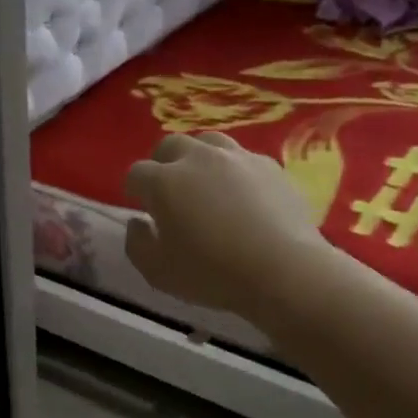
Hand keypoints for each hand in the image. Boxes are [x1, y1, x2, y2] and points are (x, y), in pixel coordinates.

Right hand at [124, 134, 326, 316]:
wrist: (283, 270)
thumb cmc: (212, 274)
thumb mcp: (157, 272)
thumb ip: (137, 244)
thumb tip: (137, 222)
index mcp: (164, 182)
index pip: (136, 173)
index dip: (133, 189)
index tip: (139, 206)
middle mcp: (198, 158)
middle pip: (171, 145)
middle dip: (162, 163)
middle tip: (168, 190)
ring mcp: (237, 158)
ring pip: (208, 143)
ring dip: (198, 159)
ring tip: (204, 184)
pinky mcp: (270, 166)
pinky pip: (242, 158)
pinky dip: (232, 171)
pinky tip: (240, 195)